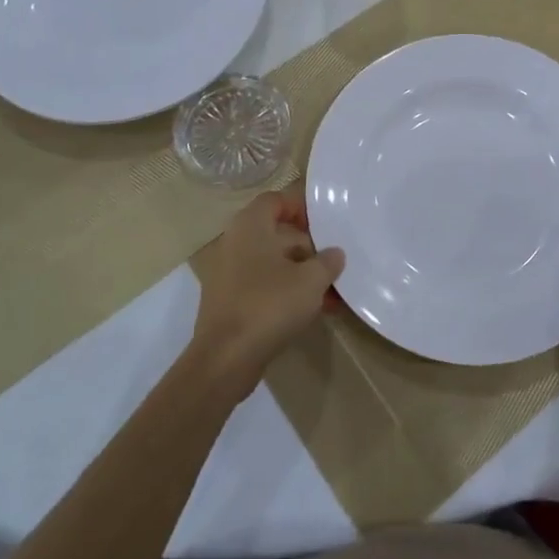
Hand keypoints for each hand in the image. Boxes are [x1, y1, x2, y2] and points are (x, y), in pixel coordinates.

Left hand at [190, 187, 344, 394]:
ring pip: (272, 263)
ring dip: (301, 274)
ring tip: (331, 293)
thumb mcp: (311, 280)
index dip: (300, 208)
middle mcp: (235, 243)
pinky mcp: (229, 302)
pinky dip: (286, 293)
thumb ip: (327, 262)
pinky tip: (312, 311)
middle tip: (332, 263)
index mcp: (250, 226)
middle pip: (276, 234)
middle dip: (308, 248)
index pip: (275, 200)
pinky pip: (263, 286)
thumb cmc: (269, 305)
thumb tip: (334, 254)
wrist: (225, 359)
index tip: (324, 226)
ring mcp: (229, 274)